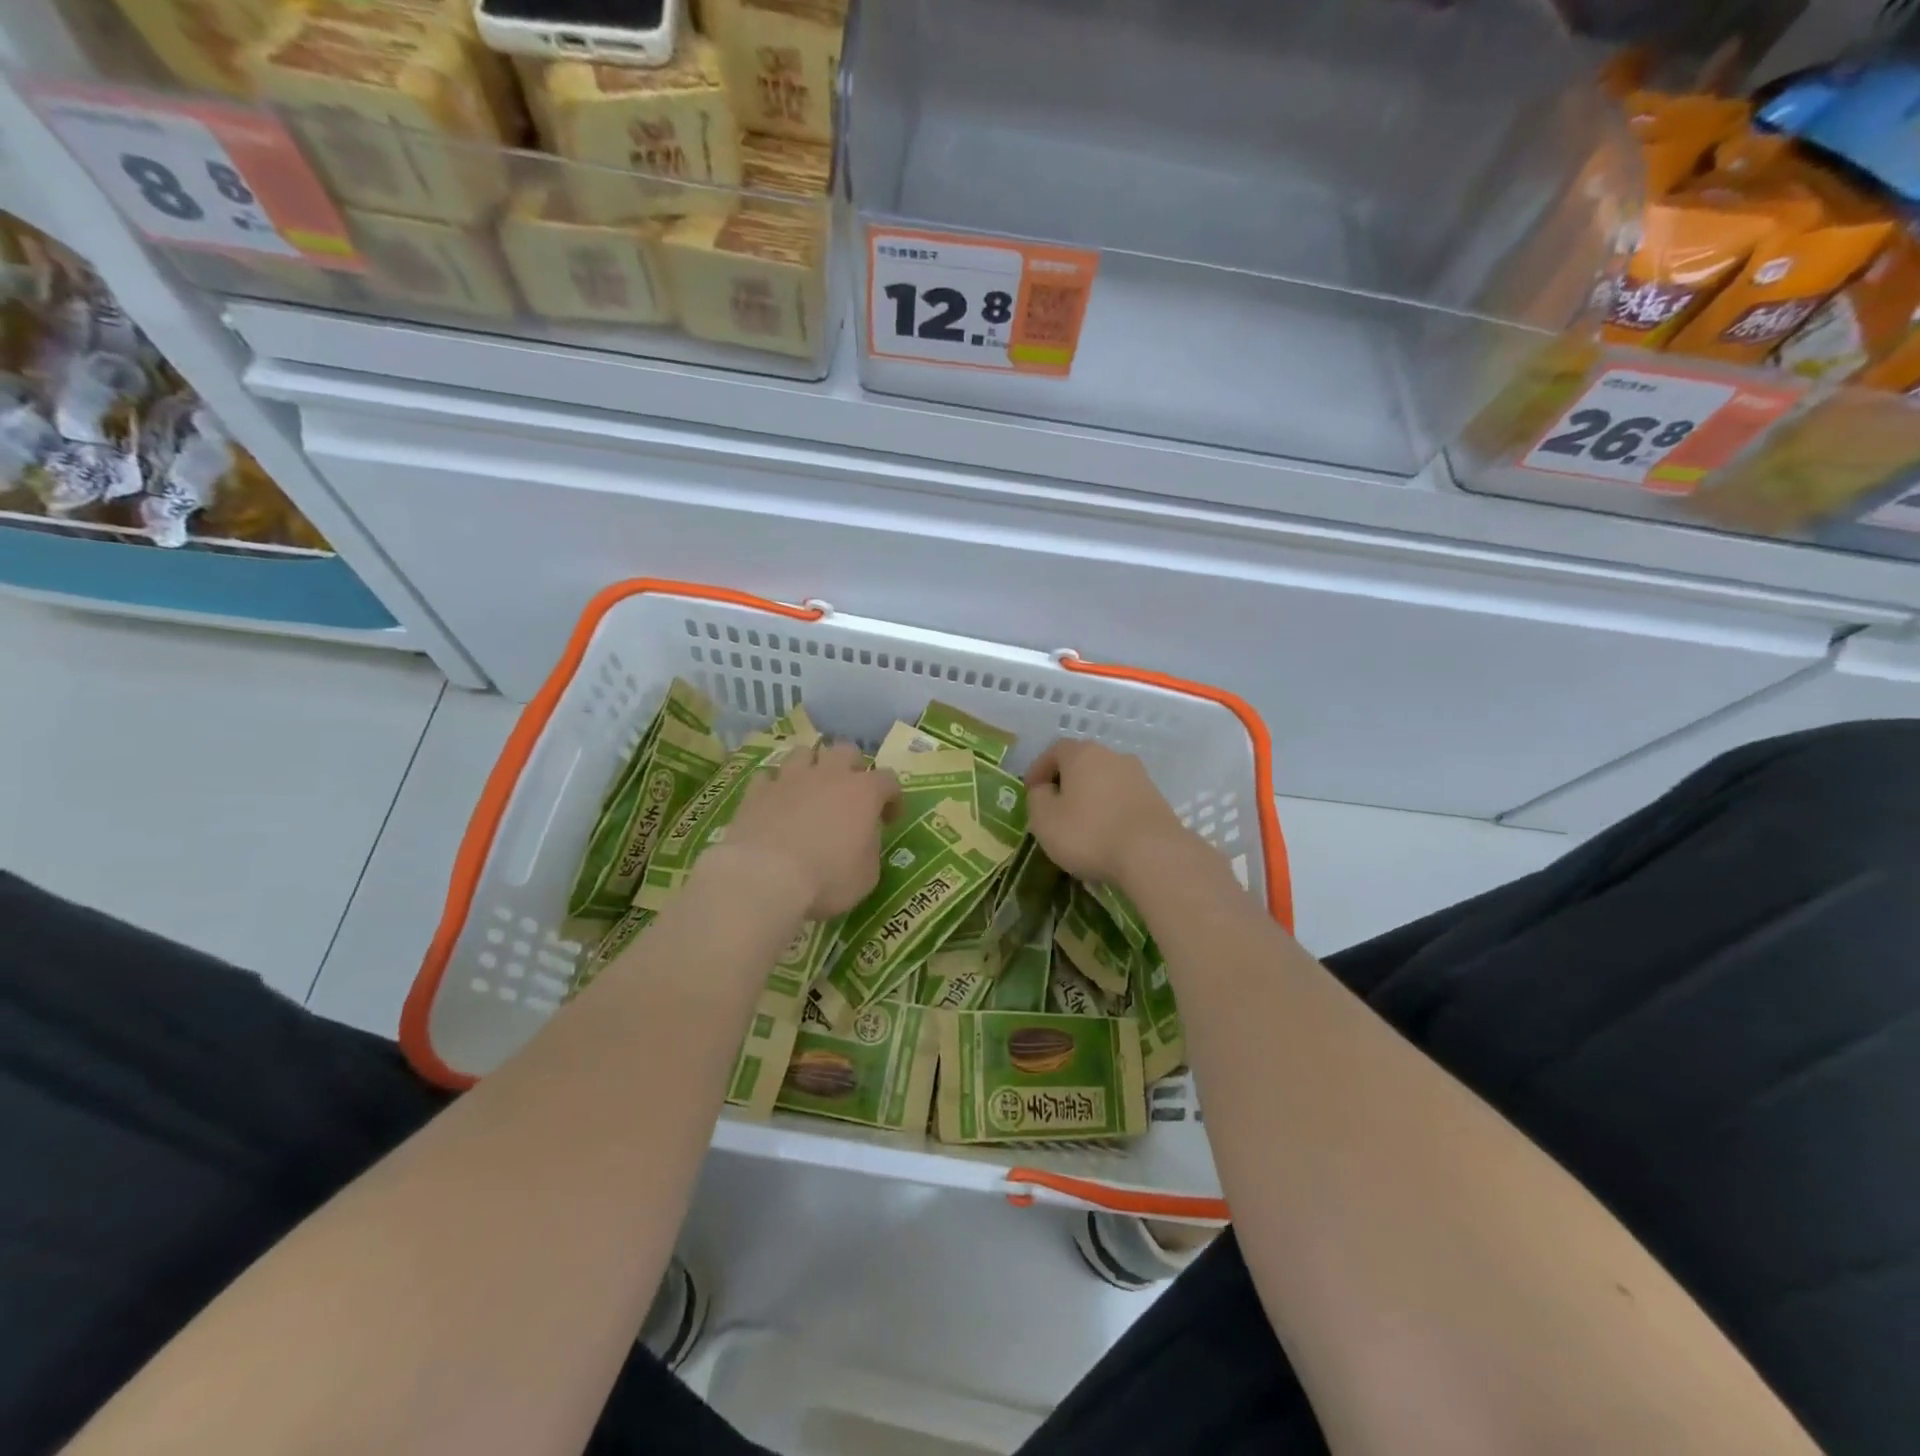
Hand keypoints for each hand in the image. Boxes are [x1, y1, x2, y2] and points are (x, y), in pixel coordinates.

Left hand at [717, 741, 901, 918]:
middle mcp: (828, 775)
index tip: (888, 820)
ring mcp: (790, 778)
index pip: (889, 780)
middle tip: (848, 794)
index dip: (892, 798)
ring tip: (809, 789)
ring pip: (804, 752)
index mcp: (863, 792)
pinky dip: (774, 786)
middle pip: (846, 751)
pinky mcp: (757, 790)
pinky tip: (775, 803)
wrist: (765, 878)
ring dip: (811, 767)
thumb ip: (870, 848)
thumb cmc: (827, 879)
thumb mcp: (867, 875)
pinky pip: (768, 776)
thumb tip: (864, 839)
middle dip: (851, 767)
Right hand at [1024, 739, 1193, 890]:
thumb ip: (1037, 798)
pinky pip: (1123, 799)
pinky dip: (1111, 811)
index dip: (1039, 769)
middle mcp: (1113, 756)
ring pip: (1105, 781)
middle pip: (1082, 763)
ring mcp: (1139, 776)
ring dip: (1091, 797)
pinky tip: (1106, 834)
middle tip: (1055, 807)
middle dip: (1066, 782)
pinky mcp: (1156, 799)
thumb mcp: (1044, 819)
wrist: (1153, 854)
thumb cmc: (1089, 833)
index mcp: (1083, 754)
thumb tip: (1045, 790)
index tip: (1031, 791)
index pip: (1055, 750)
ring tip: (1081, 824)